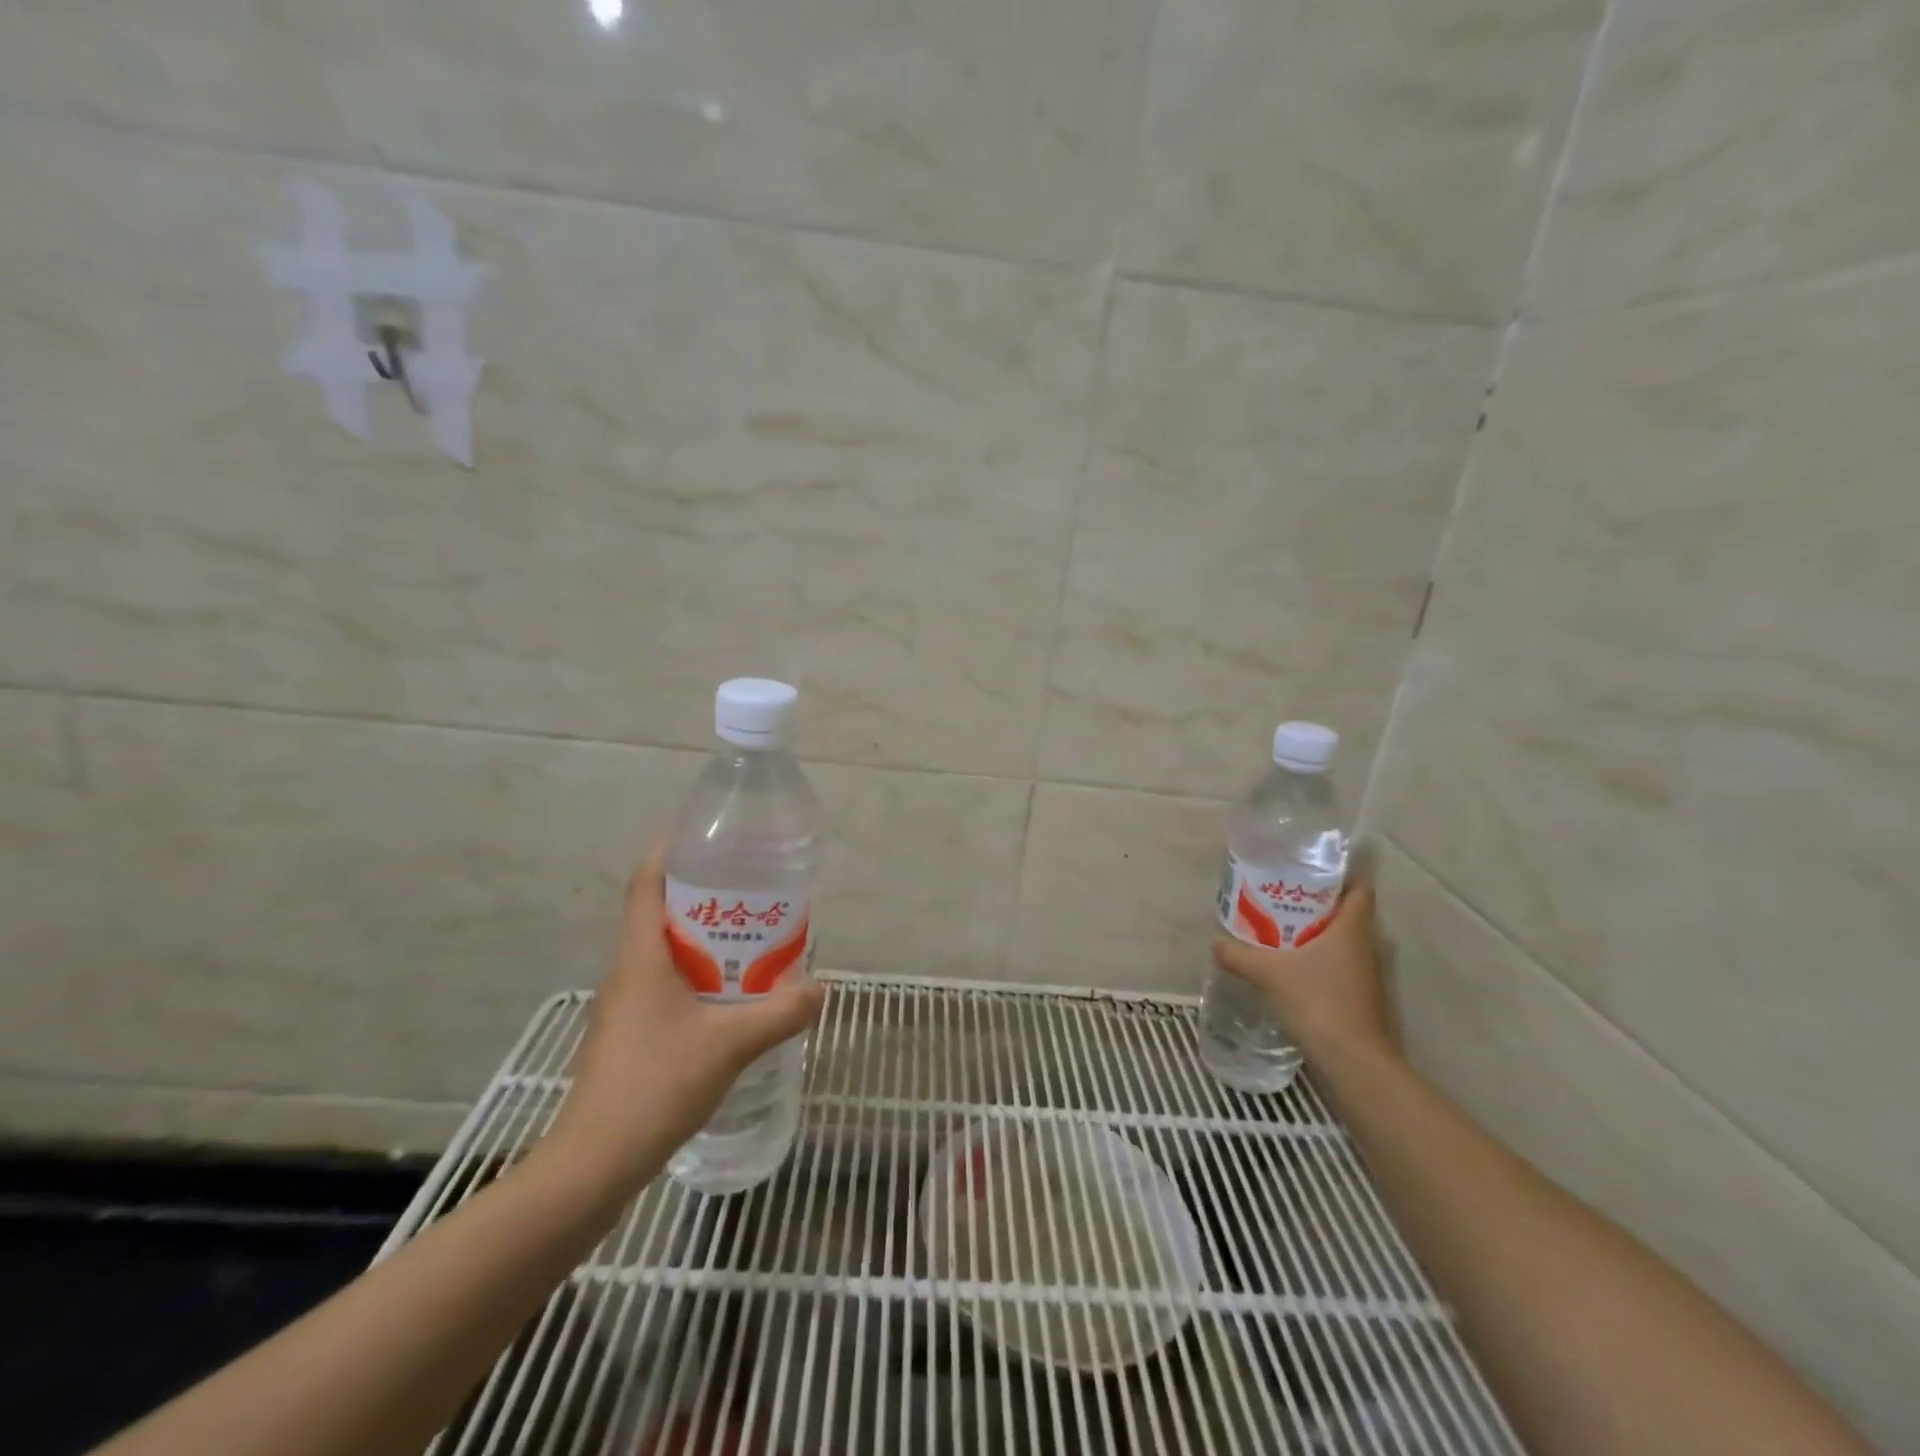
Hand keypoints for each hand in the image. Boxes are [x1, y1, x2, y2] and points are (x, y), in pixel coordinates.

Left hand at [546, 848, 825, 1197]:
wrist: (595, 1163)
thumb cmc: (656, 1084)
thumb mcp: (731, 1044)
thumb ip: (781, 1013)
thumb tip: (821, 987)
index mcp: (640, 957)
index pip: (646, 884)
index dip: (669, 851)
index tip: (703, 833)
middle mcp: (627, 972)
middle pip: (659, 913)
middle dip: (702, 893)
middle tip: (750, 886)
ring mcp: (624, 1006)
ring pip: (663, 952)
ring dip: (702, 937)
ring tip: (750, 936)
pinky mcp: (629, 1036)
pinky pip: (665, 985)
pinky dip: (697, 975)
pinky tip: (729, 996)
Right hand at [1210, 882, 1396, 1065]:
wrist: (1353, 1061)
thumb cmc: (1318, 1001)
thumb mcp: (1269, 973)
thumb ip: (1239, 955)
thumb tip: (1215, 944)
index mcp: (1351, 929)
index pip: (1359, 889)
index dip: (1342, 875)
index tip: (1312, 868)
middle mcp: (1364, 947)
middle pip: (1346, 913)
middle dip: (1317, 903)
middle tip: (1282, 895)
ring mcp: (1364, 975)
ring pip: (1341, 942)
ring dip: (1315, 933)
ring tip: (1278, 927)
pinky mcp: (1358, 998)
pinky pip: (1337, 966)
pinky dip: (1316, 960)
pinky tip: (1289, 966)